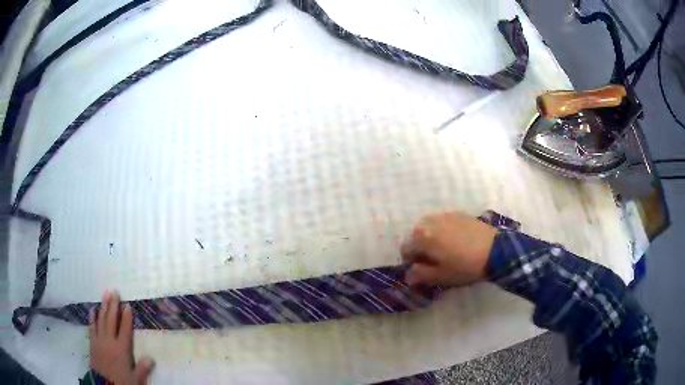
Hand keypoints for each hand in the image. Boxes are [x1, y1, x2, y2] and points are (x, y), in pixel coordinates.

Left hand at [89, 291, 153, 384]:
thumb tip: (151, 358)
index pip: (125, 330)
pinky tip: (93, 310)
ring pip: (101, 320)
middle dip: (113, 305)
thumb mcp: (135, 379)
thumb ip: (142, 369)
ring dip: (103, 307)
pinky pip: (92, 327)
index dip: (126, 318)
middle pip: (111, 320)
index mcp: (122, 349)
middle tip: (114, 291)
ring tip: (105, 295)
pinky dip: (92, 318)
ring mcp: (99, 340)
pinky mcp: (92, 343)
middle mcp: (110, 341)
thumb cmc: (122, 382)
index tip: (127, 305)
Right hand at [401, 211, 497, 286]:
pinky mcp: (458, 213)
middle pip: (416, 235)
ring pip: (429, 227)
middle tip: (434, 260)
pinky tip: (456, 241)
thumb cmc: (465, 266)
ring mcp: (445, 215)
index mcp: (422, 237)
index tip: (423, 270)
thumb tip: (408, 275)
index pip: (405, 249)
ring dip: (431, 237)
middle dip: (420, 247)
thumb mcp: (441, 276)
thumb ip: (420, 275)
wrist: (495, 250)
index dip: (411, 262)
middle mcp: (429, 222)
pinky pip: (443, 222)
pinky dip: (443, 230)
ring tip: (445, 249)